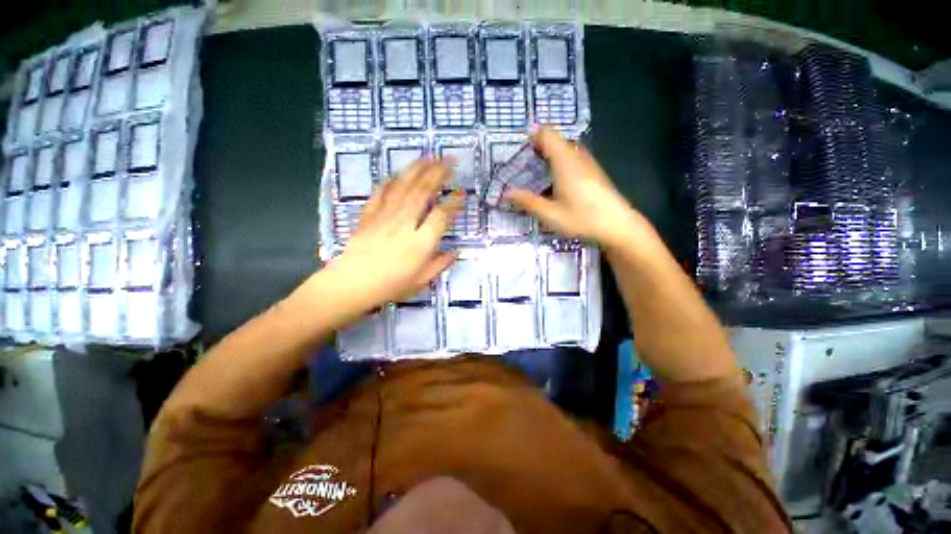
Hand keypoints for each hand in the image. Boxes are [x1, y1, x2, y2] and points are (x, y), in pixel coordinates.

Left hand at [322, 159, 462, 312]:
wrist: (352, 284)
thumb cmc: (390, 286)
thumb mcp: (421, 281)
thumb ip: (440, 264)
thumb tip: (455, 252)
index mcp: (420, 243)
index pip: (440, 215)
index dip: (453, 202)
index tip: (462, 194)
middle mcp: (404, 224)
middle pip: (422, 191)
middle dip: (438, 173)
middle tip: (449, 161)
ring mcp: (385, 216)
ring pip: (403, 186)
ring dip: (418, 169)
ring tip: (430, 157)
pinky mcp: (369, 214)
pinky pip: (381, 192)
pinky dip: (392, 180)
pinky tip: (399, 174)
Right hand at [505, 128, 643, 249]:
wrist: (618, 225)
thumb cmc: (582, 218)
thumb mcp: (550, 214)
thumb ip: (527, 201)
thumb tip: (506, 193)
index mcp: (565, 161)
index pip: (547, 133)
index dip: (532, 137)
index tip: (519, 152)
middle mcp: (577, 156)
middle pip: (555, 141)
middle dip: (537, 150)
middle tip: (523, 169)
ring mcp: (588, 162)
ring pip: (564, 150)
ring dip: (548, 158)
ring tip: (536, 178)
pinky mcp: (594, 171)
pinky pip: (572, 159)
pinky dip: (559, 165)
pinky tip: (555, 186)